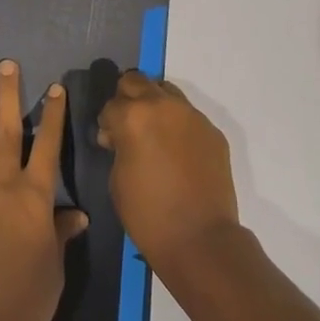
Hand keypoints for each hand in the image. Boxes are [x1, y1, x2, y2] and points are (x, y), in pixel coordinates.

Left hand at [0, 59, 87, 320]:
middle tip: (6, 65)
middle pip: (9, 131)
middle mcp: (4, 184)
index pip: (48, 145)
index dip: (52, 115)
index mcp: (35, 197)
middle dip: (9, 95)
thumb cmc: (26, 300)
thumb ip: (60, 233)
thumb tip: (76, 214)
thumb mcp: (55, 267)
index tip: (54, 87)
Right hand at [95, 70, 239, 275]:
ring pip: (166, 92)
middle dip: (127, 99)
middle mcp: (162, 105)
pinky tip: (178, 152)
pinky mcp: (212, 131)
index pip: (111, 105)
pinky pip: (189, 116)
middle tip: (128, 126)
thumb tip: (119, 136)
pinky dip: (178, 125)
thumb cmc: (148, 214)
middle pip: (137, 81)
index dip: (107, 123)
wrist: (200, 238)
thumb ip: (118, 146)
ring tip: (155, 134)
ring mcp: (192, 115)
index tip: (109, 141)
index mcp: (133, 116)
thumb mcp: (117, 178)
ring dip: (155, 105)